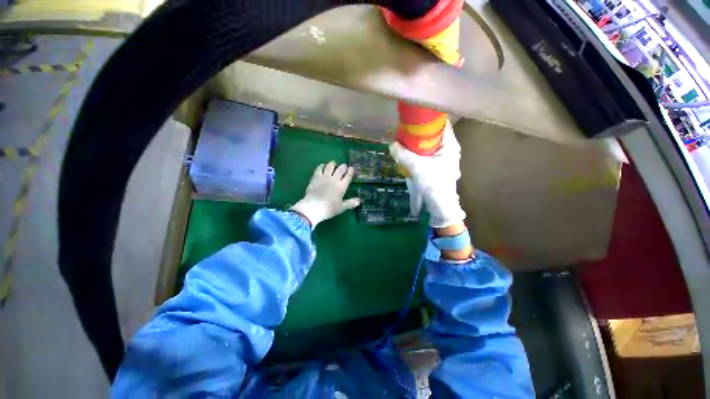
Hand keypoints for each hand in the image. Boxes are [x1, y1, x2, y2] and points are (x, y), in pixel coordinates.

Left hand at [291, 162, 360, 227]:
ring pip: (330, 166)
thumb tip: (360, 200)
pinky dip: (322, 165)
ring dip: (333, 164)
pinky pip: (320, 168)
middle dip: (343, 166)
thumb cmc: (329, 209)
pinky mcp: (316, 176)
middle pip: (340, 169)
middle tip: (344, 166)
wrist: (314, 207)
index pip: (348, 176)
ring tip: (334, 164)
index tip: (352, 168)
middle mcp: (334, 179)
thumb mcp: (342, 207)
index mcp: (342, 187)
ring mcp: (325, 177)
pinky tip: (323, 166)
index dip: (351, 171)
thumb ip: (351, 203)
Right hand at [389, 121, 465, 227]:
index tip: (413, 119)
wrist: (440, 204)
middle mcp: (450, 149)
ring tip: (406, 144)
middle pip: (435, 134)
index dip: (428, 119)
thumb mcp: (416, 166)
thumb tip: (392, 145)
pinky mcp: (440, 166)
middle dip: (420, 133)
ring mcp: (446, 159)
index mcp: (450, 145)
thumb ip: (403, 154)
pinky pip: (429, 154)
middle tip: (406, 132)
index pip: (441, 124)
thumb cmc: (433, 183)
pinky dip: (420, 153)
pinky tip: (411, 156)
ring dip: (419, 144)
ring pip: (431, 145)